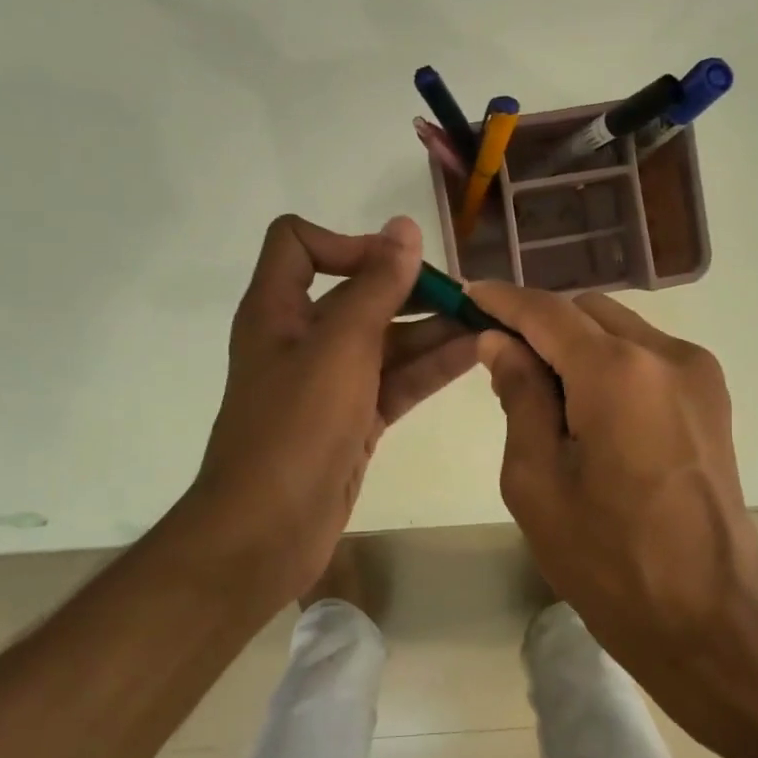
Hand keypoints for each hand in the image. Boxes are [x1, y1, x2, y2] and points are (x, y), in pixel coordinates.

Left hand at [188, 215, 477, 608]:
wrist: (268, 530)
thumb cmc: (296, 427)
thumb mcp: (340, 346)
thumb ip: (376, 286)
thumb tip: (403, 228)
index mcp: (278, 310)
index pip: (299, 244)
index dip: (347, 243)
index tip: (395, 265)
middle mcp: (301, 339)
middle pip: (358, 295)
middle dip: (411, 290)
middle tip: (468, 297)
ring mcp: (330, 383)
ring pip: (386, 342)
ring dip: (433, 331)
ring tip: (488, 324)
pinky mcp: (354, 420)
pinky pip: (396, 381)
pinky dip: (430, 368)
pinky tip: (476, 356)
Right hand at [466, 282, 757, 757]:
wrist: (709, 619)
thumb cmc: (609, 562)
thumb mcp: (537, 482)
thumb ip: (519, 397)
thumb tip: (501, 343)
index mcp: (618, 372)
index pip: (548, 312)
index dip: (503, 301)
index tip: (468, 298)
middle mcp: (667, 354)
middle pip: (588, 311)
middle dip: (541, 324)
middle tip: (500, 359)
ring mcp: (699, 374)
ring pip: (622, 330)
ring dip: (578, 344)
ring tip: (544, 393)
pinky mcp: (713, 399)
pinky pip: (649, 357)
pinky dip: (612, 364)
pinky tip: (589, 408)